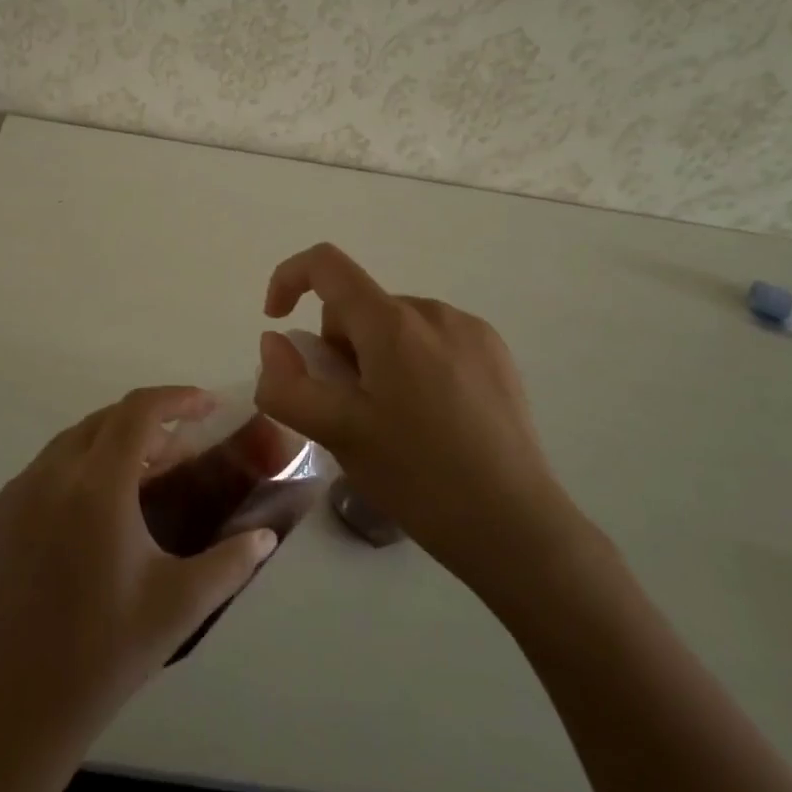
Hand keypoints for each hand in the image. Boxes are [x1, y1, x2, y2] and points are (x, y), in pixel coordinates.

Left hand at [0, 385, 277, 746]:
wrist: (15, 709)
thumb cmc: (106, 653)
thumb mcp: (180, 605)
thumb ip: (231, 562)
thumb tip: (266, 535)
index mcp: (97, 488)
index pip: (139, 412)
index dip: (177, 399)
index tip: (208, 406)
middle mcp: (52, 475)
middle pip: (107, 419)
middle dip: (150, 423)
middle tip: (183, 452)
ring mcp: (18, 492)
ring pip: (75, 440)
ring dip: (115, 442)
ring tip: (146, 477)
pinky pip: (47, 467)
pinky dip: (81, 465)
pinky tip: (100, 507)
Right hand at [253, 243, 584, 588]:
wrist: (516, 526)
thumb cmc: (418, 477)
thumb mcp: (337, 435)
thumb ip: (288, 384)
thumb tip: (275, 342)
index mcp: (392, 323)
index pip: (326, 265)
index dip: (289, 279)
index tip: (277, 322)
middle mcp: (432, 311)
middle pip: (360, 306)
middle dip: (339, 346)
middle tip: (348, 409)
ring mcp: (470, 329)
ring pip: (395, 325)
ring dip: (376, 357)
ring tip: (393, 421)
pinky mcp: (496, 353)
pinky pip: (433, 339)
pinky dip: (414, 363)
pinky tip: (432, 419)